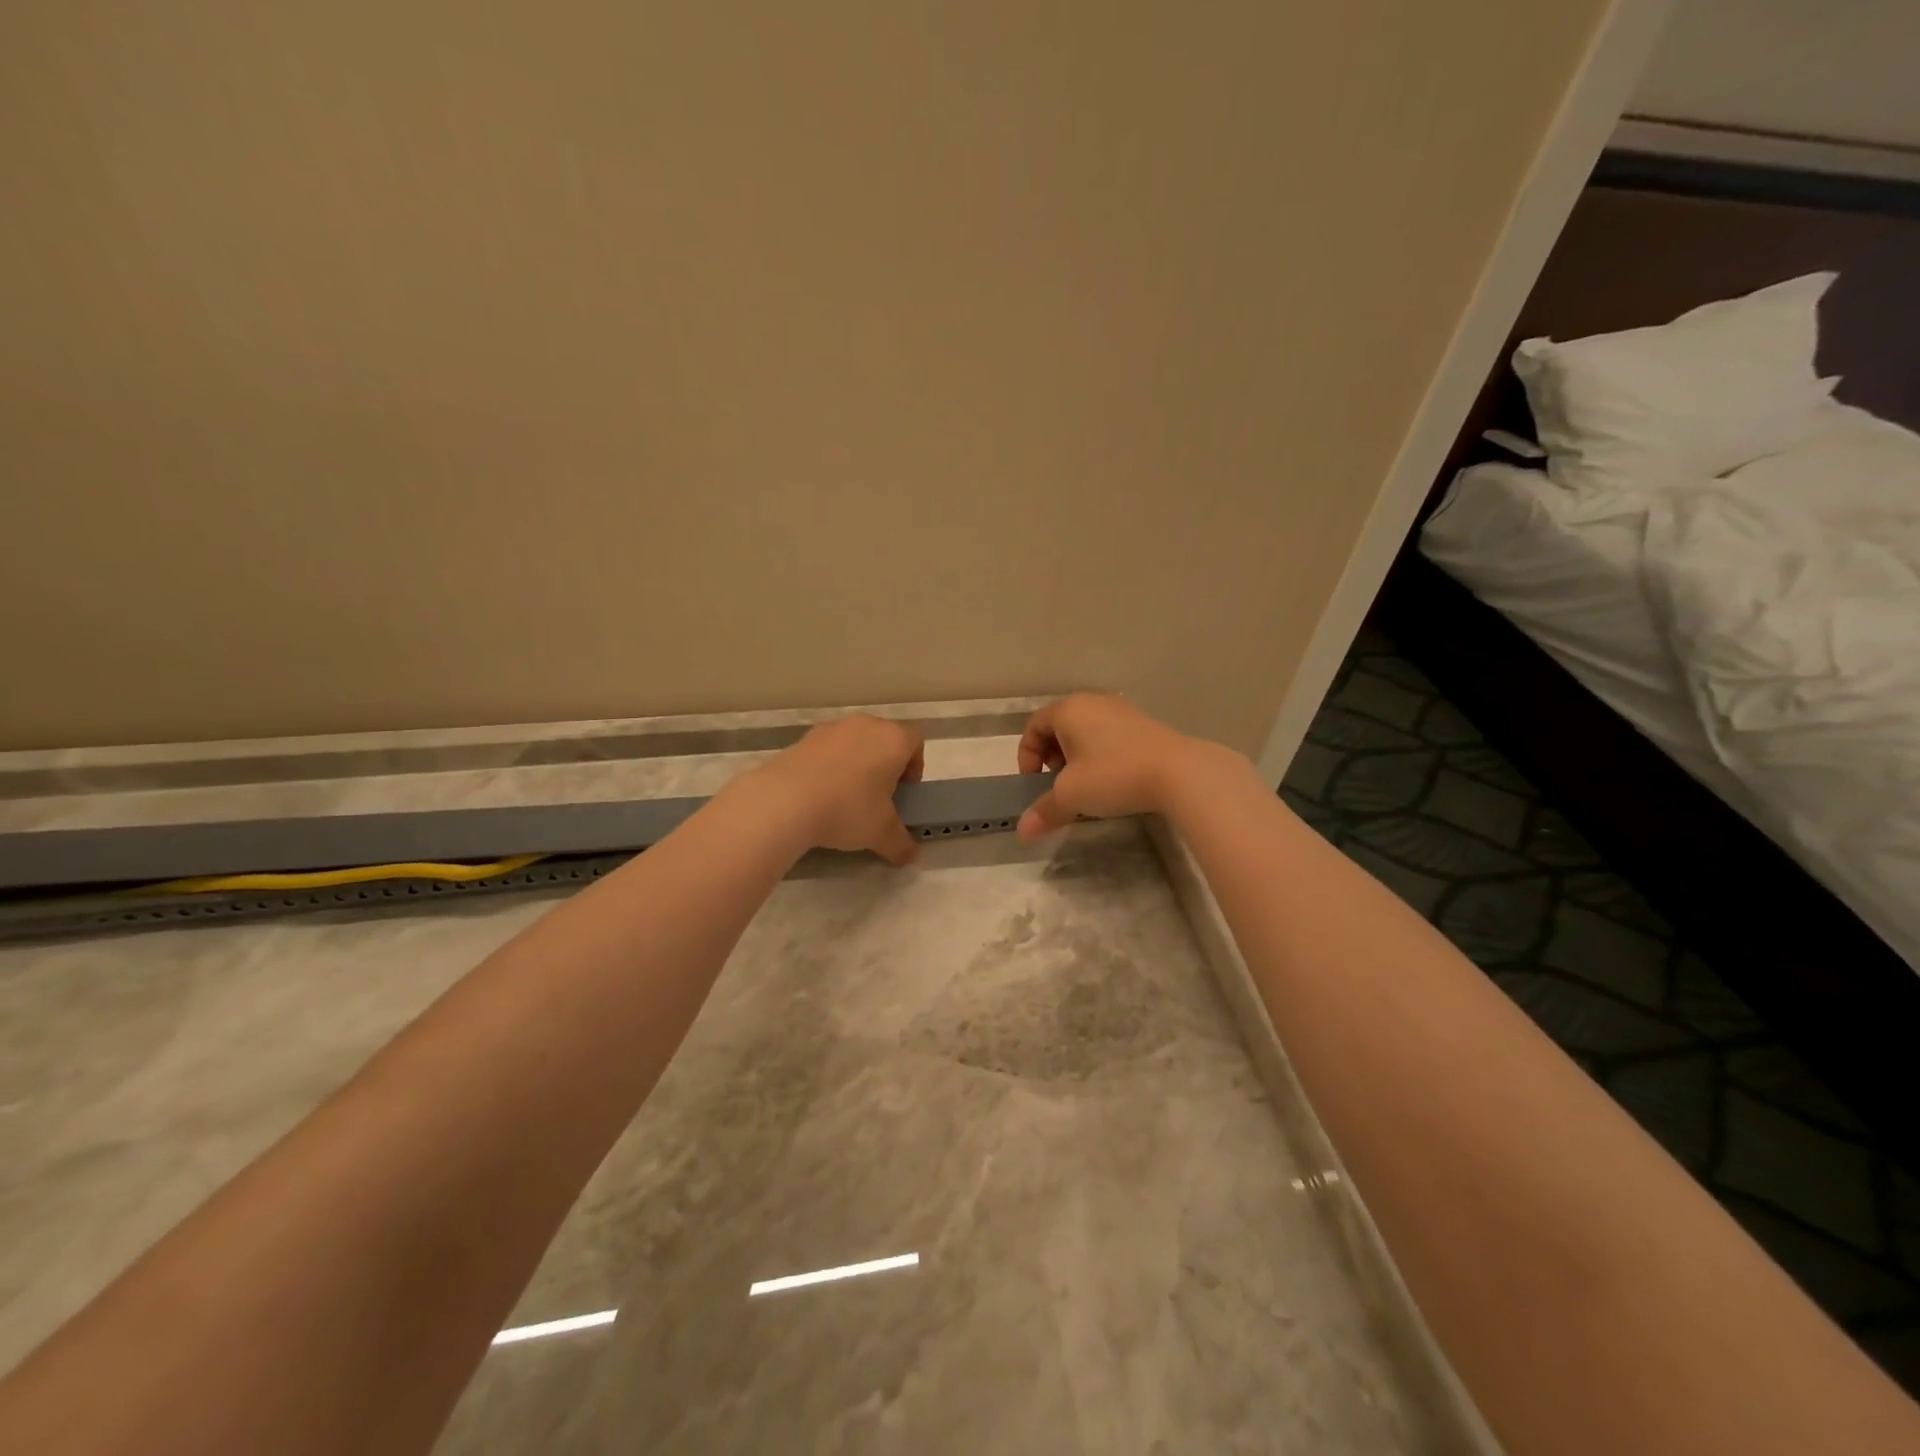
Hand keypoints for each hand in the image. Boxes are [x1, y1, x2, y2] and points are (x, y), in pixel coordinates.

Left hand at [751, 714, 925, 864]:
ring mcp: (831, 728)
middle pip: (884, 740)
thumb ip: (901, 844)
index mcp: (893, 739)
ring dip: (855, 765)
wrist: (785, 800)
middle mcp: (865, 725)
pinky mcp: (803, 739)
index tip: (904, 792)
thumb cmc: (848, 809)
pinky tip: (819, 795)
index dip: (915, 766)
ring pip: (854, 743)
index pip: (915, 741)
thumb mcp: (881, 834)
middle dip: (884, 766)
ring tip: (845, 799)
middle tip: (878, 798)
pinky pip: (826, 751)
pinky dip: (828, 768)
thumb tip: (910, 856)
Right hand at [1015, 693, 1217, 841]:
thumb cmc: (1113, 775)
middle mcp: (1092, 702)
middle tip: (1057, 783)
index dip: (1026, 755)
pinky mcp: (1143, 724)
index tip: (1033, 782)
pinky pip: (1108, 735)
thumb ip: (1044, 810)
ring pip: (1085, 731)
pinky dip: (1099, 754)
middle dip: (1051, 756)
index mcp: (1069, 710)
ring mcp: (1121, 710)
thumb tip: (1022, 832)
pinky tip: (1111, 779)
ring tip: (1084, 784)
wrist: (1179, 773)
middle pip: (1059, 726)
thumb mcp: (1071, 796)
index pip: (1033, 726)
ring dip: (1076, 757)